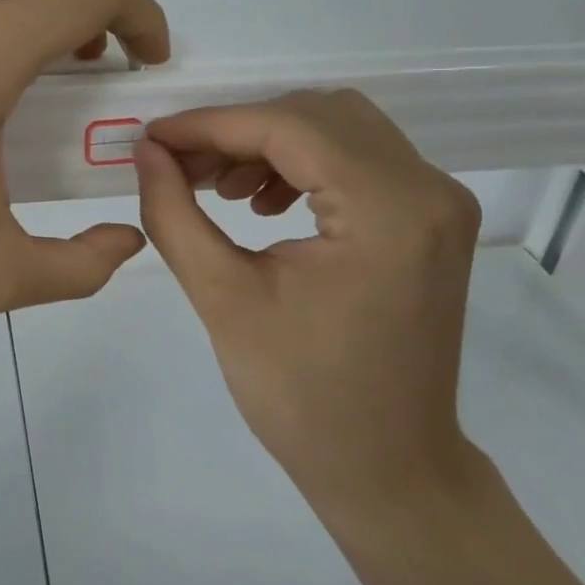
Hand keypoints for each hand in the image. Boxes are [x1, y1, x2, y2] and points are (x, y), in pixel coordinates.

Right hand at [134, 90, 482, 532]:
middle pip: (319, 116)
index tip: (152, 139)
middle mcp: (428, 190)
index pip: (289, 128)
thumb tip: (146, 153)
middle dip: (240, 131)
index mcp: (389, 212)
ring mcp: (438, 203)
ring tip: (219, 188)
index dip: (211, 125)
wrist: (387, 468)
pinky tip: (264, 203)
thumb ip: (174, 214)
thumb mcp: (223, 299)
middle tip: (182, 166)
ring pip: (340, 130)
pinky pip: (359, 160)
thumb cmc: (302, 397)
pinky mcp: (431, 220)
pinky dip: (304, 165)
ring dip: (271, 145)